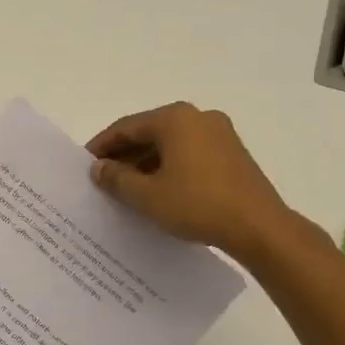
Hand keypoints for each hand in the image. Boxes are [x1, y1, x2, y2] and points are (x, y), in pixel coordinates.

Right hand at [87, 101, 295, 258]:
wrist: (259, 228)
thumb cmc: (197, 204)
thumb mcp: (146, 195)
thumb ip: (116, 178)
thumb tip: (98, 168)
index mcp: (174, 118)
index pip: (126, 127)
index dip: (102, 146)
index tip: (85, 165)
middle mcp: (197, 117)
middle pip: (148, 133)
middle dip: (124, 155)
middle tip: (103, 178)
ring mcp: (219, 134)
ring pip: (170, 144)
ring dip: (145, 163)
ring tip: (126, 188)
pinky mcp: (232, 154)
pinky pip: (189, 153)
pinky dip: (168, 167)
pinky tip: (157, 190)